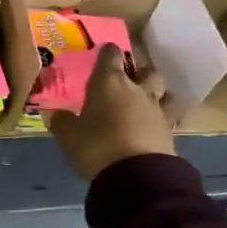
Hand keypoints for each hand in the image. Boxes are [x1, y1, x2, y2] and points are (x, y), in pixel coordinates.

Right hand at [47, 45, 176, 180]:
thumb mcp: (68, 135)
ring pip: (163, 92)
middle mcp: (137, 90)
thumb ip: (62, 121)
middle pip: (146, 70)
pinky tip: (151, 125)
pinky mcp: (170, 131)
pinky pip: (167, 117)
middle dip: (138, 71)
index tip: (103, 52)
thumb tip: (56, 113)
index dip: (107, 52)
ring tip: (144, 101)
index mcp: (109, 83)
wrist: (136, 176)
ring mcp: (157, 110)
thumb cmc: (96, 146)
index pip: (111, 56)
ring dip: (155, 93)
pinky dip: (159, 118)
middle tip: (128, 77)